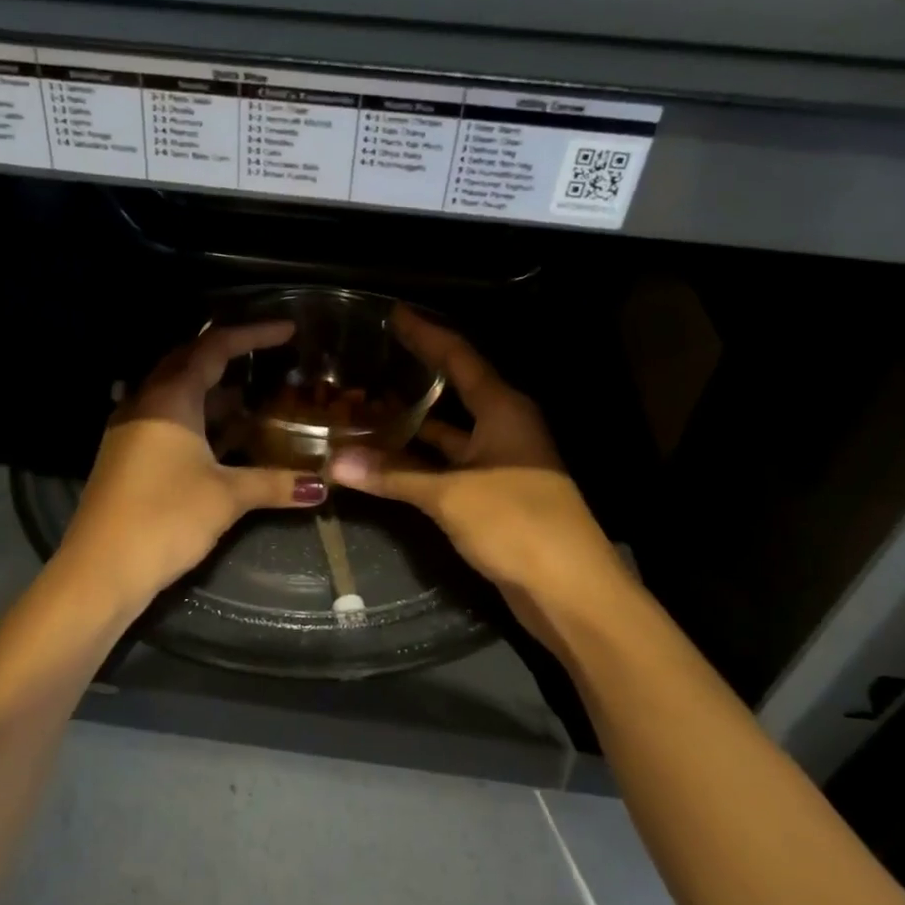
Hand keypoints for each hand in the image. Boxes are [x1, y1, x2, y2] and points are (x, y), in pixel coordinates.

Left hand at [56, 321, 328, 602]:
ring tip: (254, 399)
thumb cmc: (165, 518)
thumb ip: (274, 483)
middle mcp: (145, 402)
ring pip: (177, 395)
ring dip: (214, 394)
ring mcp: (131, 429)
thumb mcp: (226, 496)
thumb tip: (321, 486)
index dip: (253, 334)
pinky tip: (224, 439)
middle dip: (229, 357)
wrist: (100, 569)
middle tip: (267, 357)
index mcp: (168, 398)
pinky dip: (199, 421)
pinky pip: (168, 421)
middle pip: (189, 363)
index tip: (288, 330)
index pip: (214, 348)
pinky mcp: (127, 456)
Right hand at [329, 308, 621, 604]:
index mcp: (503, 409)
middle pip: (454, 390)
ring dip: (412, 424)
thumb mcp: (450, 495)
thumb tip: (336, 462)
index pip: (459, 356)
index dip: (426, 334)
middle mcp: (503, 427)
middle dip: (414, 376)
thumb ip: (394, 476)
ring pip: (448, 432)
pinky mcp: (492, 494)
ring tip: (365, 407)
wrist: (568, 590)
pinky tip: (386, 460)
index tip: (393, 314)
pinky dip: (419, 461)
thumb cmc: (517, 523)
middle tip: (370, 360)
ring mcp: (499, 462)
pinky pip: (448, 464)